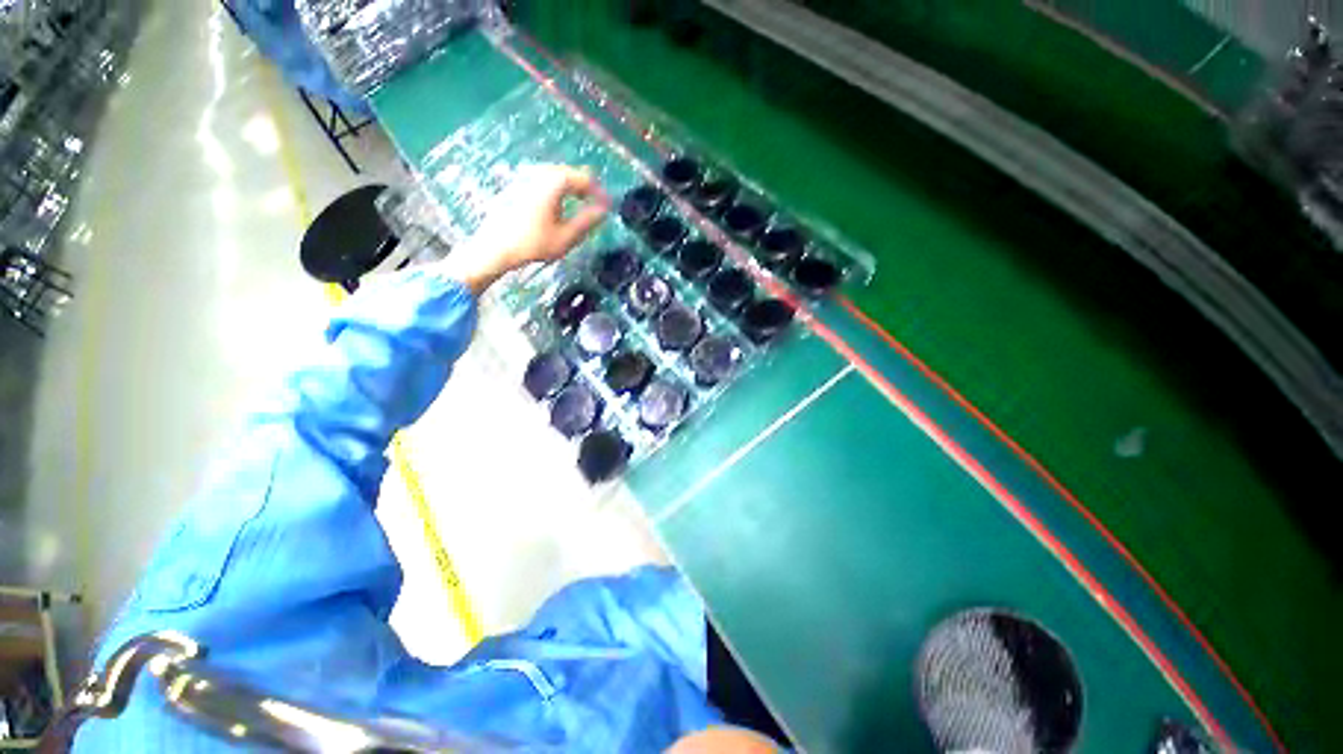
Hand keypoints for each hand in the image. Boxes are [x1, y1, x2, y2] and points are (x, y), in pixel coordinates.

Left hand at [439, 164, 609, 294]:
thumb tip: (603, 211)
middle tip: (597, 207)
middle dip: (586, 190)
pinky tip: (560, 207)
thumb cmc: (533, 243)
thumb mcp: (567, 236)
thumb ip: (588, 221)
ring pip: (557, 177)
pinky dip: (558, 191)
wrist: (495, 247)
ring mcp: (527, 177)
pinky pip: (545, 182)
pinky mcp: (518, 185)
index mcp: (554, 182)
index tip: (609, 207)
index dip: (600, 193)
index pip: (585, 179)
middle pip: (571, 174)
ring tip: (582, 207)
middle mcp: (540, 173)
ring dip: (572, 189)